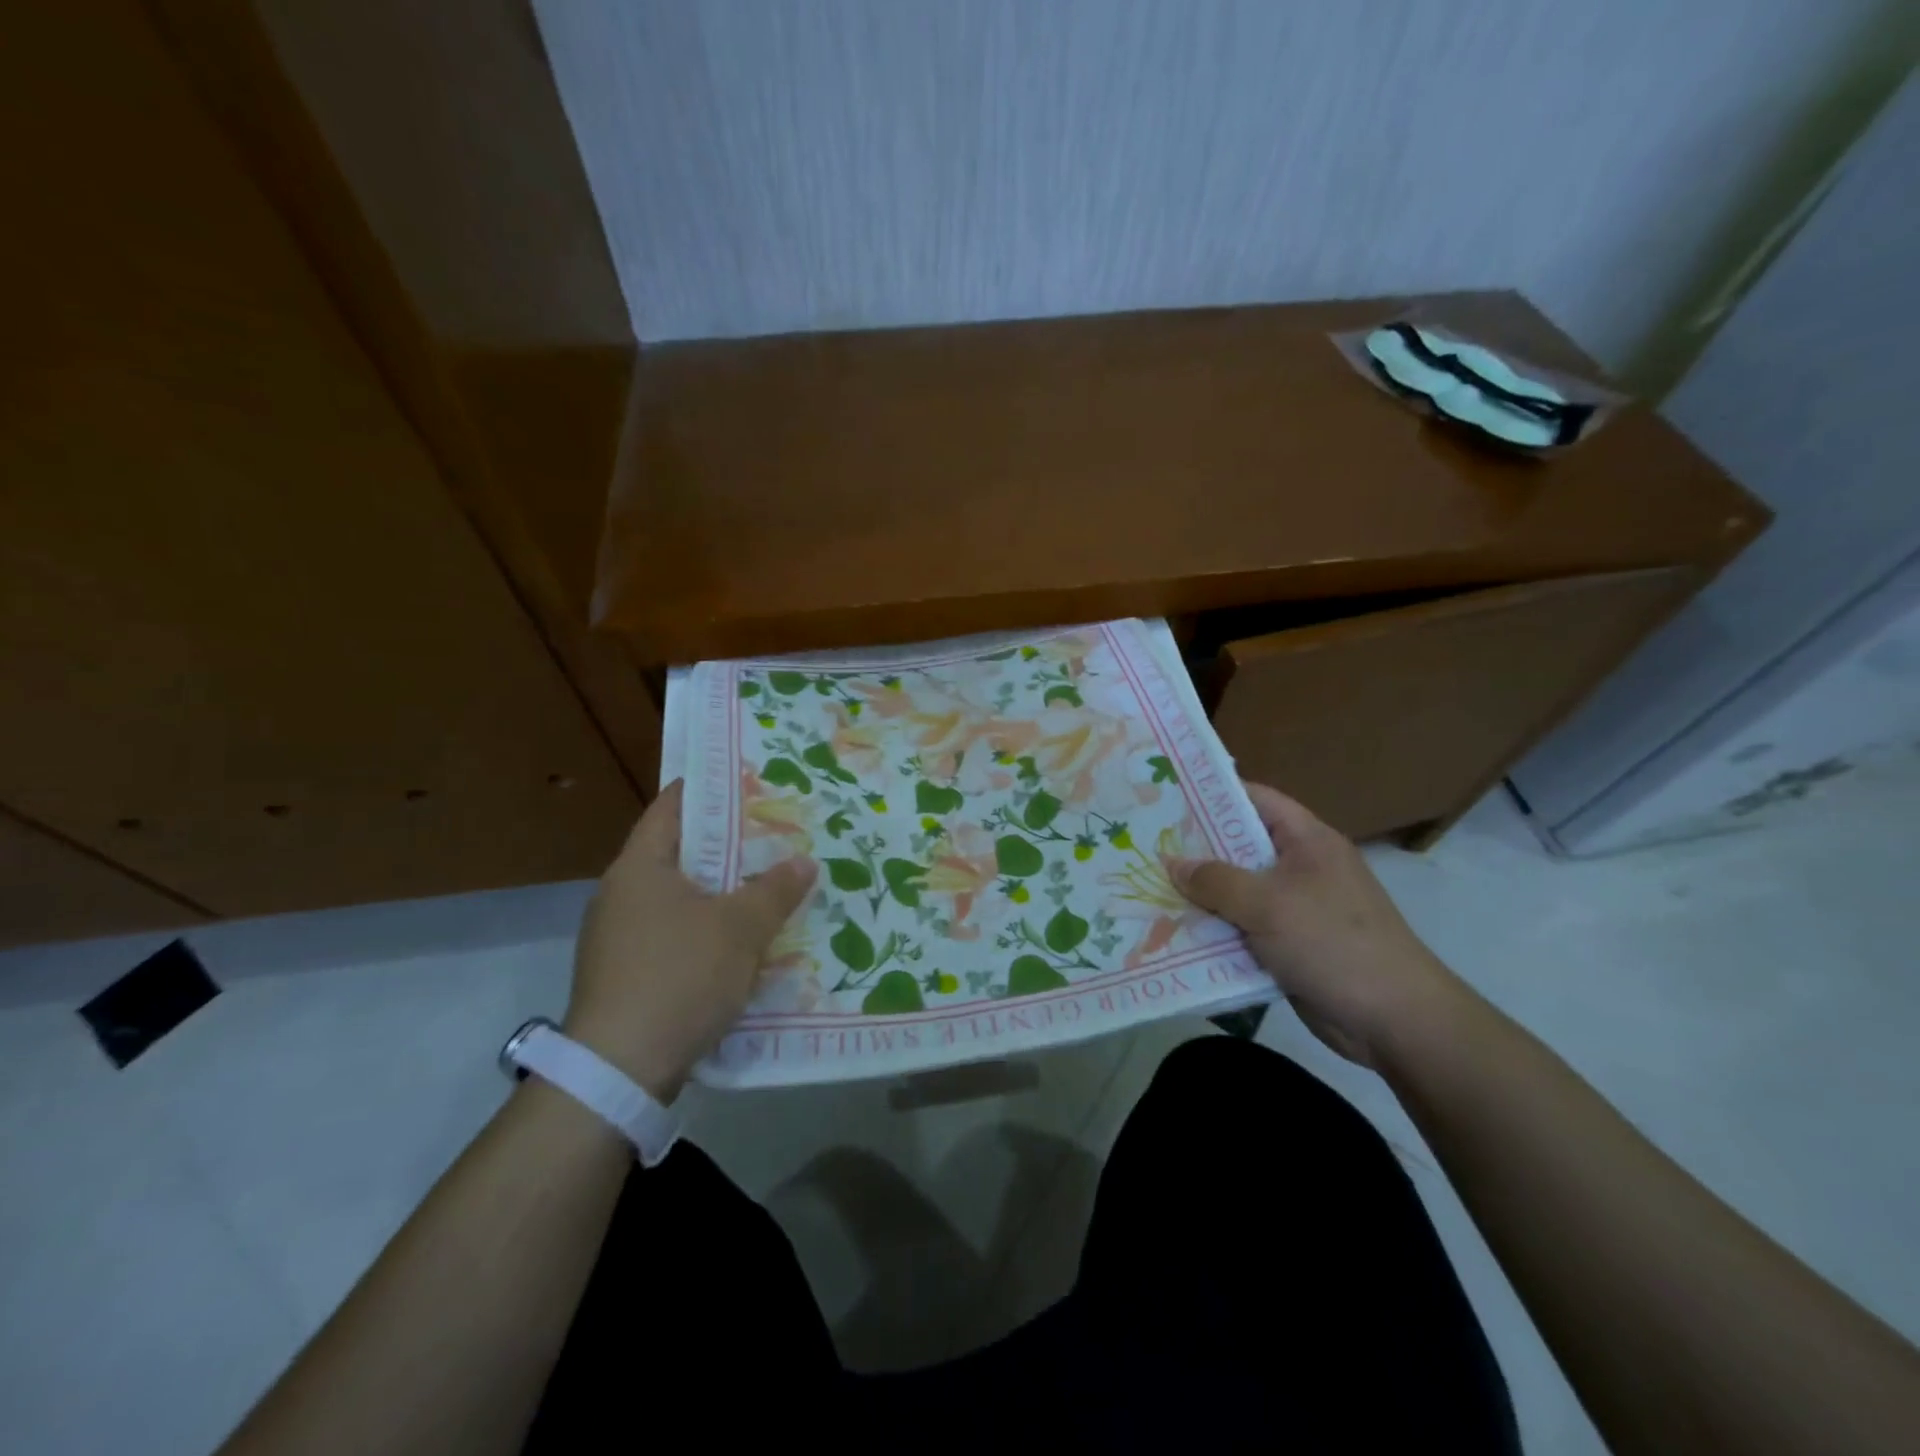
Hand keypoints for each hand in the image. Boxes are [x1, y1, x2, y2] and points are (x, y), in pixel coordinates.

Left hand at [564, 780, 817, 1100]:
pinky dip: (710, 927)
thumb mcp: (739, 929)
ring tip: (772, 882)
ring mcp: (620, 936)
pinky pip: (677, 932)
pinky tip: (746, 938)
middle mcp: (622, 894)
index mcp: (639, 867)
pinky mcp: (629, 973)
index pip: (673, 806)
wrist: (619, 1072)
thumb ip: (774, 890)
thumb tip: (804, 862)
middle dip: (730, 843)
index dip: (711, 788)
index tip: (752, 780)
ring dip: (723, 890)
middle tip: (778, 832)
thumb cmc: (679, 977)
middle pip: (681, 852)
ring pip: (682, 896)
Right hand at [1170, 782, 1463, 1067]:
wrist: (1394, 1020)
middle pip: (1240, 847)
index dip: (1212, 795)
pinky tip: (1176, 932)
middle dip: (1195, 850)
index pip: (1255, 799)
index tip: (1165, 798)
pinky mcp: (1290, 944)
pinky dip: (1216, 929)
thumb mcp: (1268, 904)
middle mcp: (1301, 867)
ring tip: (1149, 888)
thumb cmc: (1332, 943)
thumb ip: (1216, 880)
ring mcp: (1297, 907)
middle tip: (1145, 847)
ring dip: (1201, 895)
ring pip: (1238, 891)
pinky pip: (1244, 928)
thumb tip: (1172, 864)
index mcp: (1306, 841)